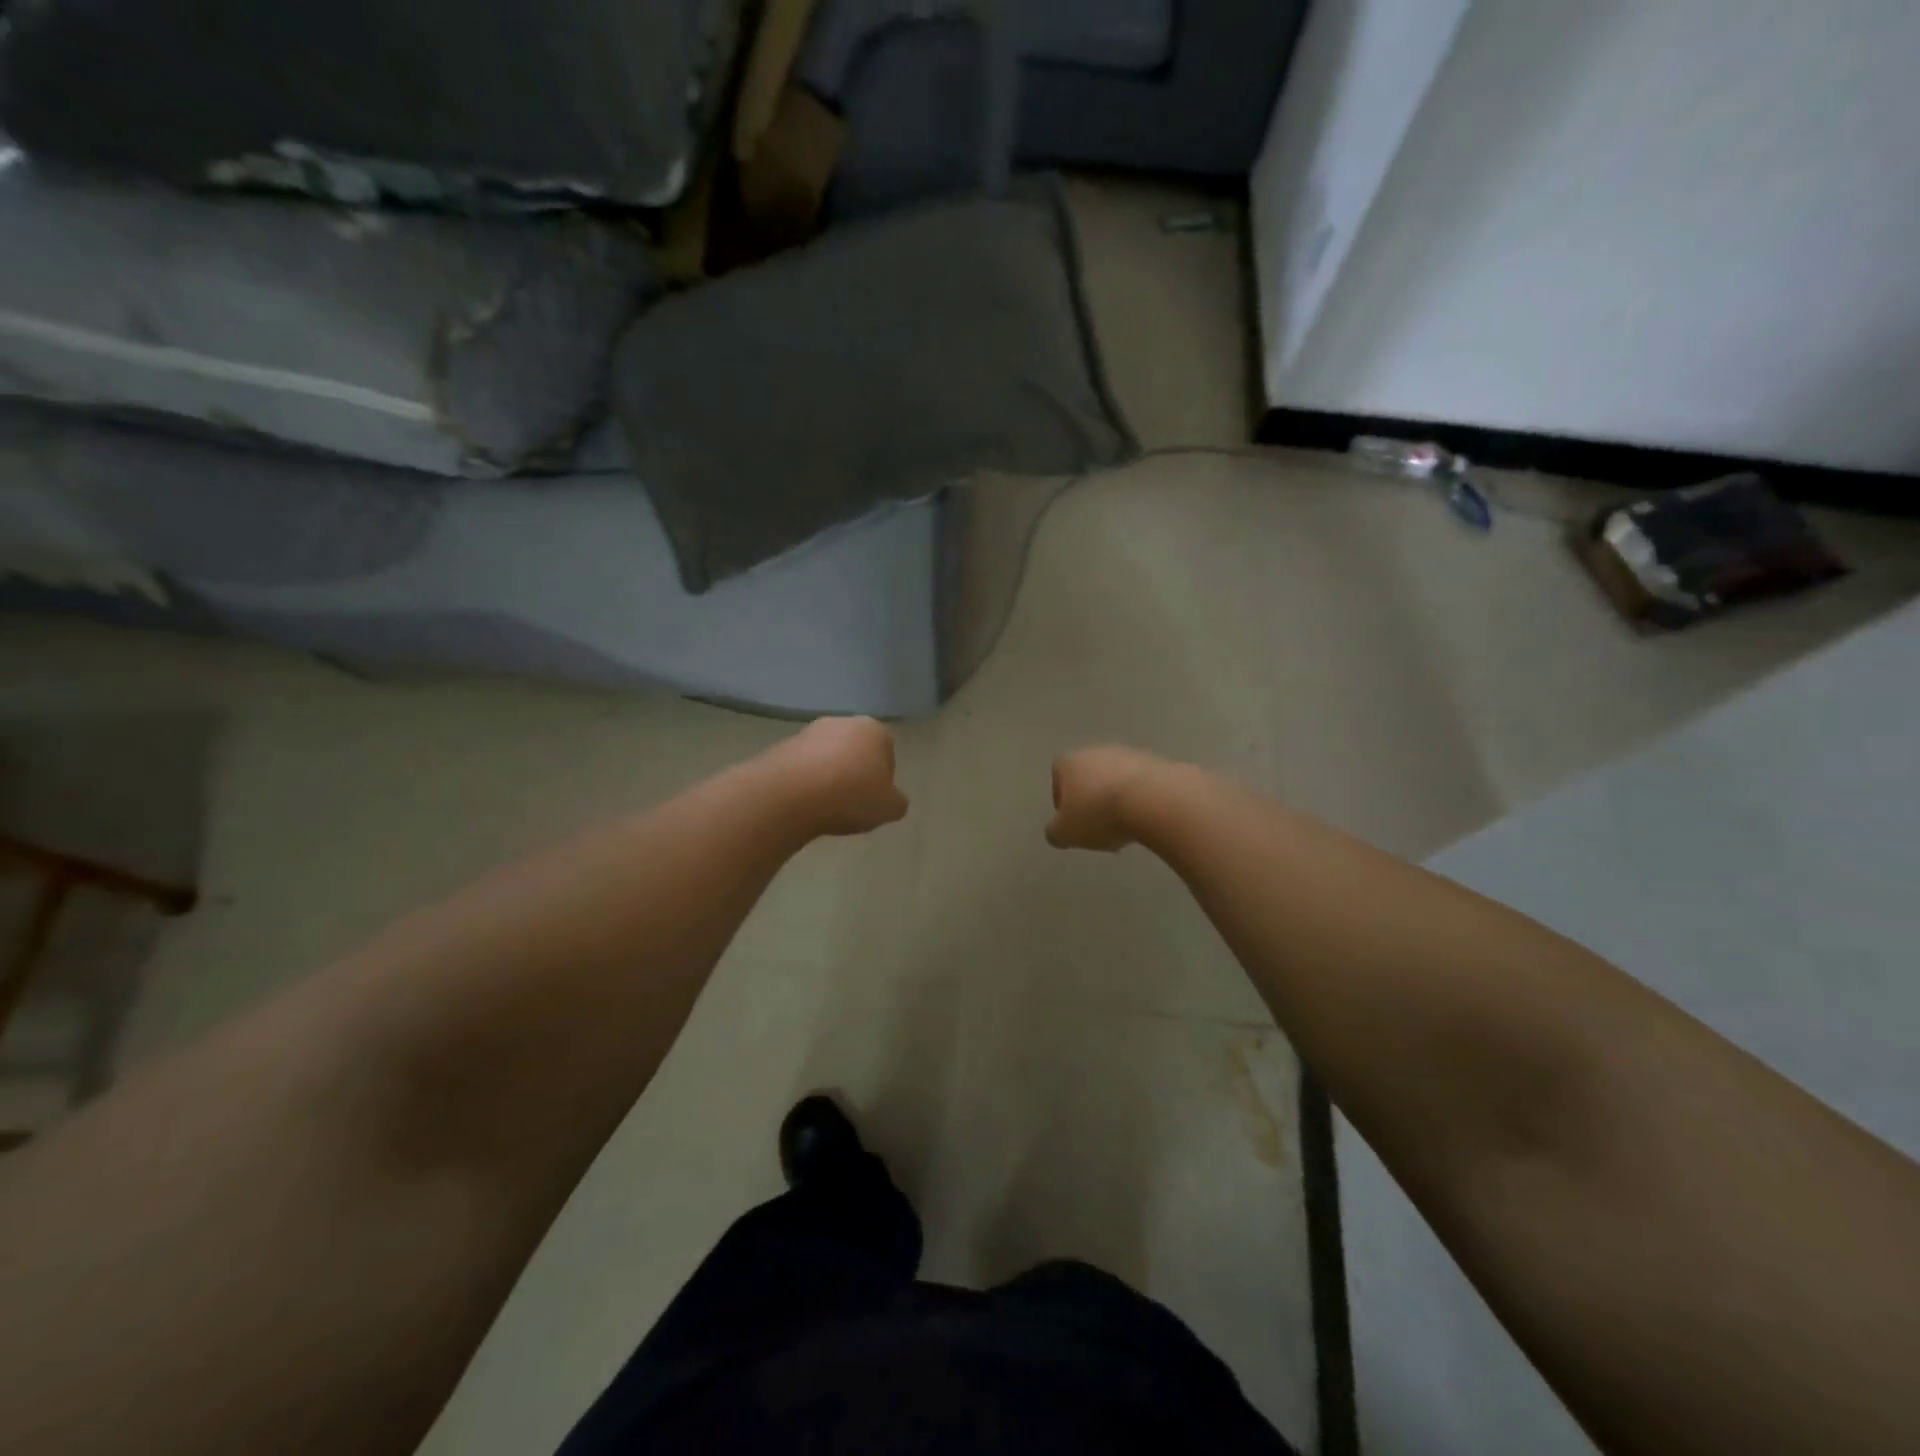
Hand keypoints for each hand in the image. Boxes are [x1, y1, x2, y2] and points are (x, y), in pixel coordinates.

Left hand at [771, 716, 909, 836]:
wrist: (791, 794)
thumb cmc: (852, 795)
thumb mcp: (890, 808)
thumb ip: (896, 802)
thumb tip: (891, 800)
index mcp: (875, 730)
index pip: (887, 753)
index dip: (882, 780)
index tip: (874, 801)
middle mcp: (843, 722)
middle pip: (855, 751)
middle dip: (854, 774)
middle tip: (851, 803)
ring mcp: (809, 731)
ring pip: (827, 758)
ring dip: (828, 777)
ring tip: (825, 806)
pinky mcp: (782, 746)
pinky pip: (802, 767)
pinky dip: (805, 782)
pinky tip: (803, 803)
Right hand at [1046, 745, 1170, 851]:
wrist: (1153, 801)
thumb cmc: (1099, 814)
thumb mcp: (1065, 833)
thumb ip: (1055, 832)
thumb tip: (1056, 831)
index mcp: (1071, 762)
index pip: (1059, 773)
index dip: (1062, 797)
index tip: (1071, 819)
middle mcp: (1098, 751)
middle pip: (1089, 775)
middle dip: (1092, 798)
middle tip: (1097, 825)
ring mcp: (1129, 754)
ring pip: (1116, 778)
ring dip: (1117, 798)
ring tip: (1124, 826)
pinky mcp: (1157, 763)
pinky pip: (1141, 784)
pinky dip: (1140, 799)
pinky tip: (1145, 819)